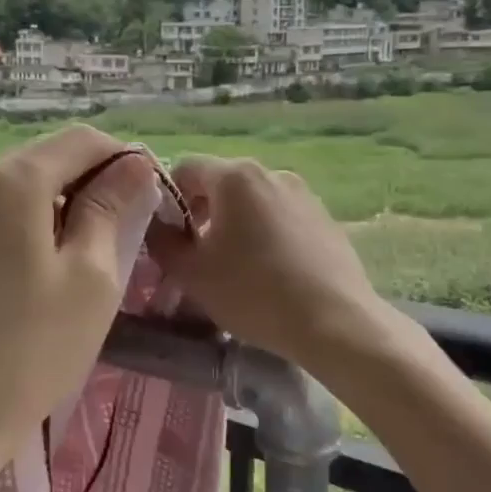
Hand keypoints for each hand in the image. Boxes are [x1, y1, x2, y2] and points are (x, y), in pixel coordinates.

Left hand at [0, 125, 158, 488]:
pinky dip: (22, 224)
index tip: (148, 195)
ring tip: (81, 255)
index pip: (80, 141)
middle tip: (122, 231)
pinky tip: (37, 267)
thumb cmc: (30, 351)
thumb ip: (111, 209)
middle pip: (44, 160)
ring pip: (16, 188)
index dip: (122, 159)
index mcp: (10, 181)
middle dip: (87, 183)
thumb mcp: (91, 278)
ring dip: (55, 206)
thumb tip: (133, 167)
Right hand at [148, 156, 408, 372]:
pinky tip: (270, 272)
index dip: (168, 199)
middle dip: (201, 213)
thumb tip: (155, 226)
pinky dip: (266, 234)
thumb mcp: (190, 273)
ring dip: (234, 224)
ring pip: (252, 201)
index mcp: (235, 176)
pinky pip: (281, 217)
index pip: (184, 167)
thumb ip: (161, 241)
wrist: (335, 324)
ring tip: (234, 266)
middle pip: (220, 182)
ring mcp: (304, 193)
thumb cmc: (253, 293)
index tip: (169, 237)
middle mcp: (271, 172)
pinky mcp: (325, 218)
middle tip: (197, 255)